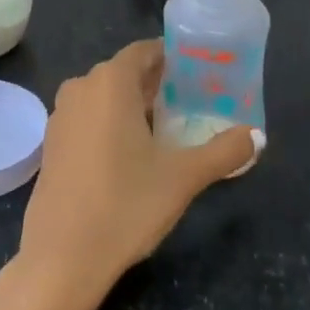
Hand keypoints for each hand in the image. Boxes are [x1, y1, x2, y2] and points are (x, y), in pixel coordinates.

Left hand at [14, 40, 261, 309]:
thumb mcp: (183, 178)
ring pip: (104, 96)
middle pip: (124, 73)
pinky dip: (110, 123)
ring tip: (167, 126)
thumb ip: (223, 152)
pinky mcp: (52, 143)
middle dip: (156, 83)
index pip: (144, 51)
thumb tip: (258, 136)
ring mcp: (61, 115)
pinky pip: (88, 117)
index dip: (171, 58)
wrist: (61, 257)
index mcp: (110, 81)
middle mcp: (81, 87)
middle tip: (191, 101)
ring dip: (133, 104)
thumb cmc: (125, 205)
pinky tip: (132, 152)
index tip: (198, 71)